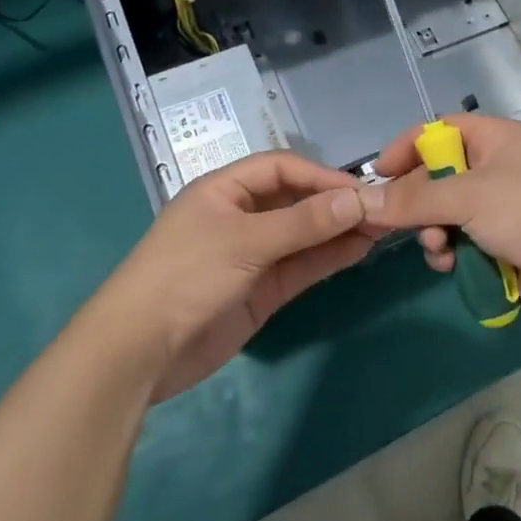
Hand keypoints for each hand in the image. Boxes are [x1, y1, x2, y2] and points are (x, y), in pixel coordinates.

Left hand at [95, 151, 381, 400]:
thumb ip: (303, 223)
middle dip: (335, 204)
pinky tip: (358, 251)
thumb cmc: (185, 276)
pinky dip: (328, 258)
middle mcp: (241, 216)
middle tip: (381, 210)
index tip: (359, 190)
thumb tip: (356, 201)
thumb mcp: (244, 241)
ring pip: (303, 234)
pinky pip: (301, 266)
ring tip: (380, 229)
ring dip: (338, 231)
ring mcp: (252, 254)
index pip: (282, 168)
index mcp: (225, 190)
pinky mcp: (261, 290)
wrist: (139, 352)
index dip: (320, 176)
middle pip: (296, 200)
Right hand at [370, 113, 520, 334]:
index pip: (440, 130)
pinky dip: (451, 251)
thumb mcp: (469, 197)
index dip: (407, 147)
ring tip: (438, 248)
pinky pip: (462, 240)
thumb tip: (365, 201)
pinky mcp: (503, 243)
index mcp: (496, 139)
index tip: (377, 175)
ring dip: (433, 231)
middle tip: (397, 223)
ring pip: (446, 212)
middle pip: (438, 174)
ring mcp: (502, 208)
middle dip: (418, 200)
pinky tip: (450, 265)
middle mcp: (498, 168)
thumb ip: (414, 199)